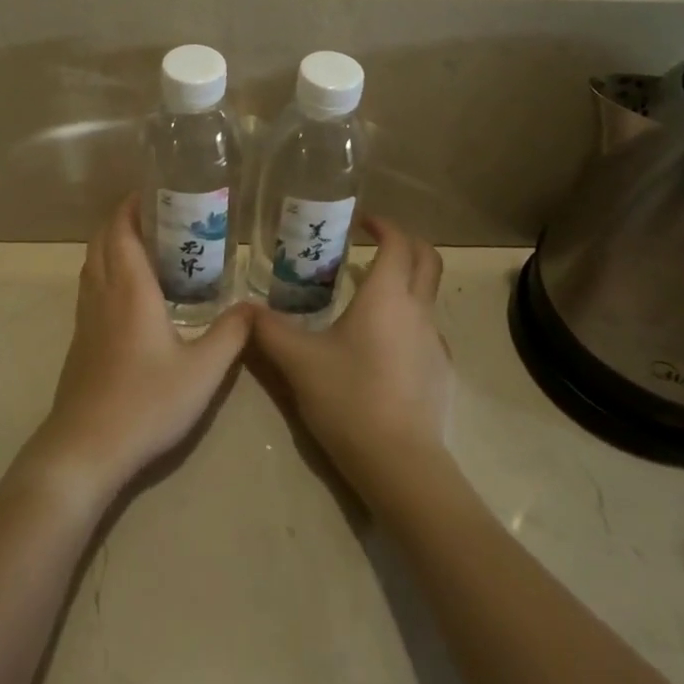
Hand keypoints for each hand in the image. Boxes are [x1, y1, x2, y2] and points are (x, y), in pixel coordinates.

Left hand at [18, 197, 249, 510]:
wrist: (87, 447)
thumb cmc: (147, 402)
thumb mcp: (203, 371)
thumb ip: (231, 335)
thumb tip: (255, 306)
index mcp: (129, 289)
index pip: (121, 230)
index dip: (132, 204)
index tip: (155, 189)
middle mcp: (103, 292)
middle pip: (103, 239)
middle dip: (124, 217)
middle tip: (159, 212)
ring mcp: (86, 316)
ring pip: (93, 262)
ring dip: (112, 241)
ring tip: (147, 242)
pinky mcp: (81, 339)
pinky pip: (91, 285)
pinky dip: (106, 268)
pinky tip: (131, 290)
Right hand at [251, 216, 450, 506]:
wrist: (400, 463)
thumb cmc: (348, 397)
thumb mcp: (298, 360)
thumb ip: (268, 329)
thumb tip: (242, 307)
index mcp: (387, 296)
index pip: (396, 242)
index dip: (382, 225)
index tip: (361, 220)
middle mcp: (418, 311)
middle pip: (427, 259)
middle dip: (405, 242)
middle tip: (374, 243)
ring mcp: (435, 342)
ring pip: (429, 295)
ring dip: (407, 282)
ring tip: (370, 295)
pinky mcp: (441, 372)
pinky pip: (427, 330)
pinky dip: (409, 319)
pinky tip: (382, 344)